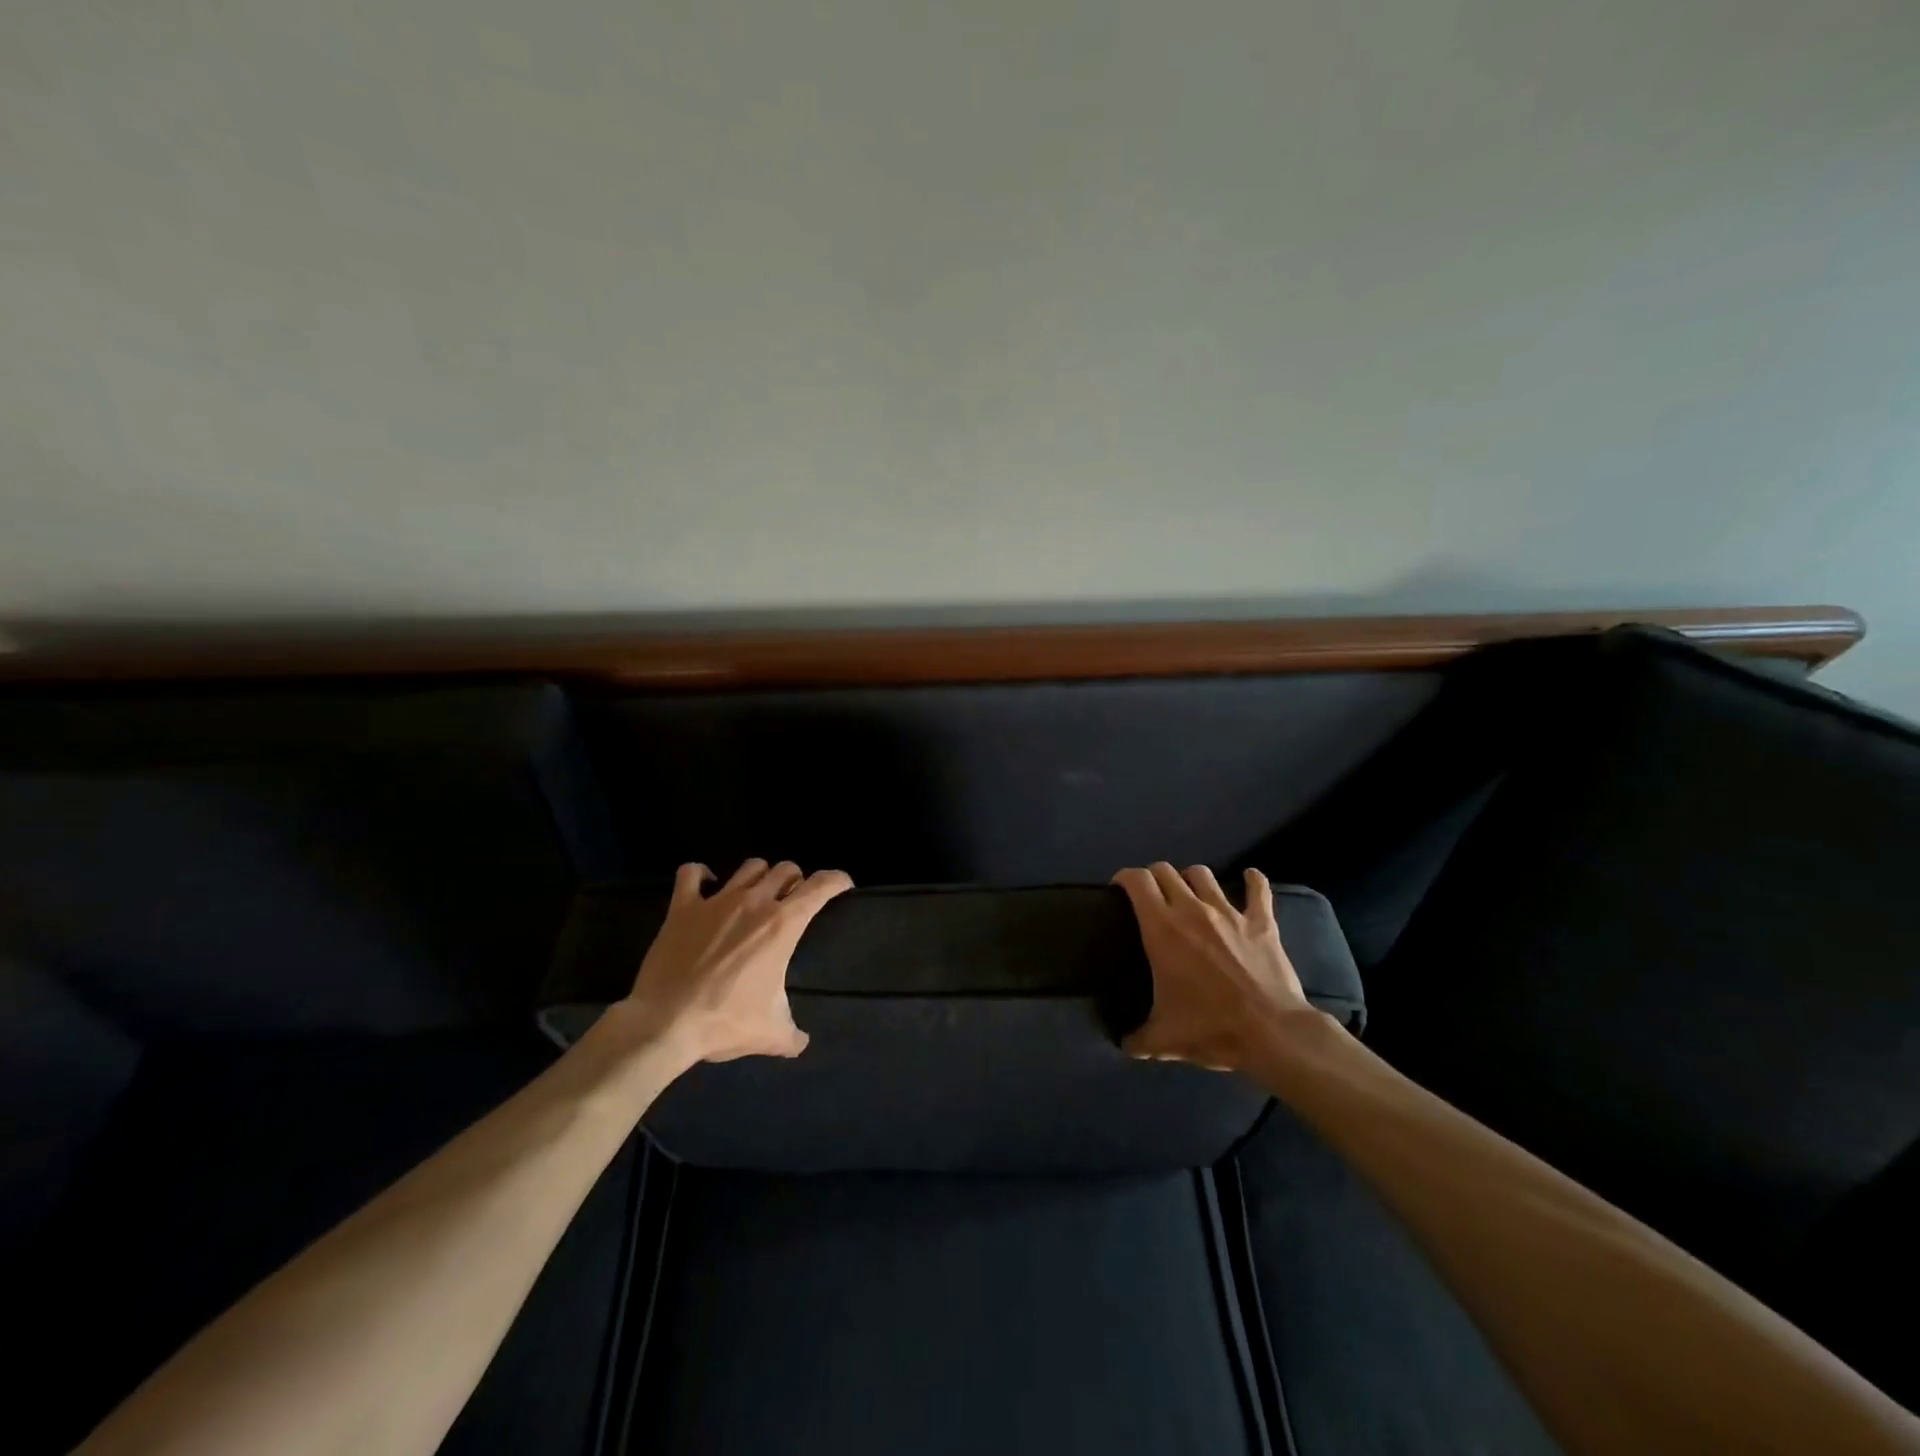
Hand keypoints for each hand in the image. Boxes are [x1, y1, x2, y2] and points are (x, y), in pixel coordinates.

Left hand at [620, 858, 852, 1065]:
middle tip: (792, 900)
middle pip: (785, 869)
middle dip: (795, 881)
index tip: (843, 886)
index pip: (821, 886)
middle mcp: (754, 902)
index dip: (837, 880)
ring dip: (759, 877)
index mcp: (783, 925)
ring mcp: (717, 901)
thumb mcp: (771, 1034)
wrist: (665, 1023)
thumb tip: (800, 1042)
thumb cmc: (725, 1022)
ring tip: (756, 894)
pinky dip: (701, 875)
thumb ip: (793, 1035)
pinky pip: (692, 873)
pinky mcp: (683, 907)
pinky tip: (706, 886)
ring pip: (749, 867)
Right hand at [1112, 862, 1315, 1072]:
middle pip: (1165, 871)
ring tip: (1190, 893)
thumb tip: (1123, 1044)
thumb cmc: (1211, 1029)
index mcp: (1162, 928)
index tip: (1119, 889)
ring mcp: (1229, 912)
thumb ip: (1137, 1039)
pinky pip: (1258, 889)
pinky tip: (1250, 879)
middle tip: (1151, 897)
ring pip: (1203, 875)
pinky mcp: (1261, 922)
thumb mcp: (1163, 1040)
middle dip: (1153, 878)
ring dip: (1191, 879)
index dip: (1124, 877)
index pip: (1137, 880)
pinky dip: (1253, 881)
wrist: (1271, 1033)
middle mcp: (1191, 909)